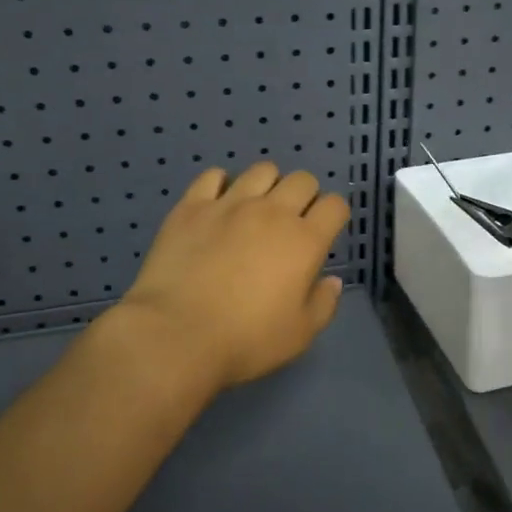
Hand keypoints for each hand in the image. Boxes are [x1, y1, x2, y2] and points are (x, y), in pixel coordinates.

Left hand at [114, 161, 350, 393]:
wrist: (177, 334)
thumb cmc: (246, 340)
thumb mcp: (300, 334)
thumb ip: (324, 303)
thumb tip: (332, 281)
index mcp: (305, 241)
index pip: (335, 206)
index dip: (334, 215)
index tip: (324, 231)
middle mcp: (272, 212)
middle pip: (302, 180)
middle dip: (305, 196)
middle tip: (291, 222)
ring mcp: (230, 204)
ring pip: (262, 171)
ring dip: (268, 185)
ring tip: (256, 209)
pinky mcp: (192, 206)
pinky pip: (213, 176)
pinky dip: (221, 184)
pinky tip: (218, 205)